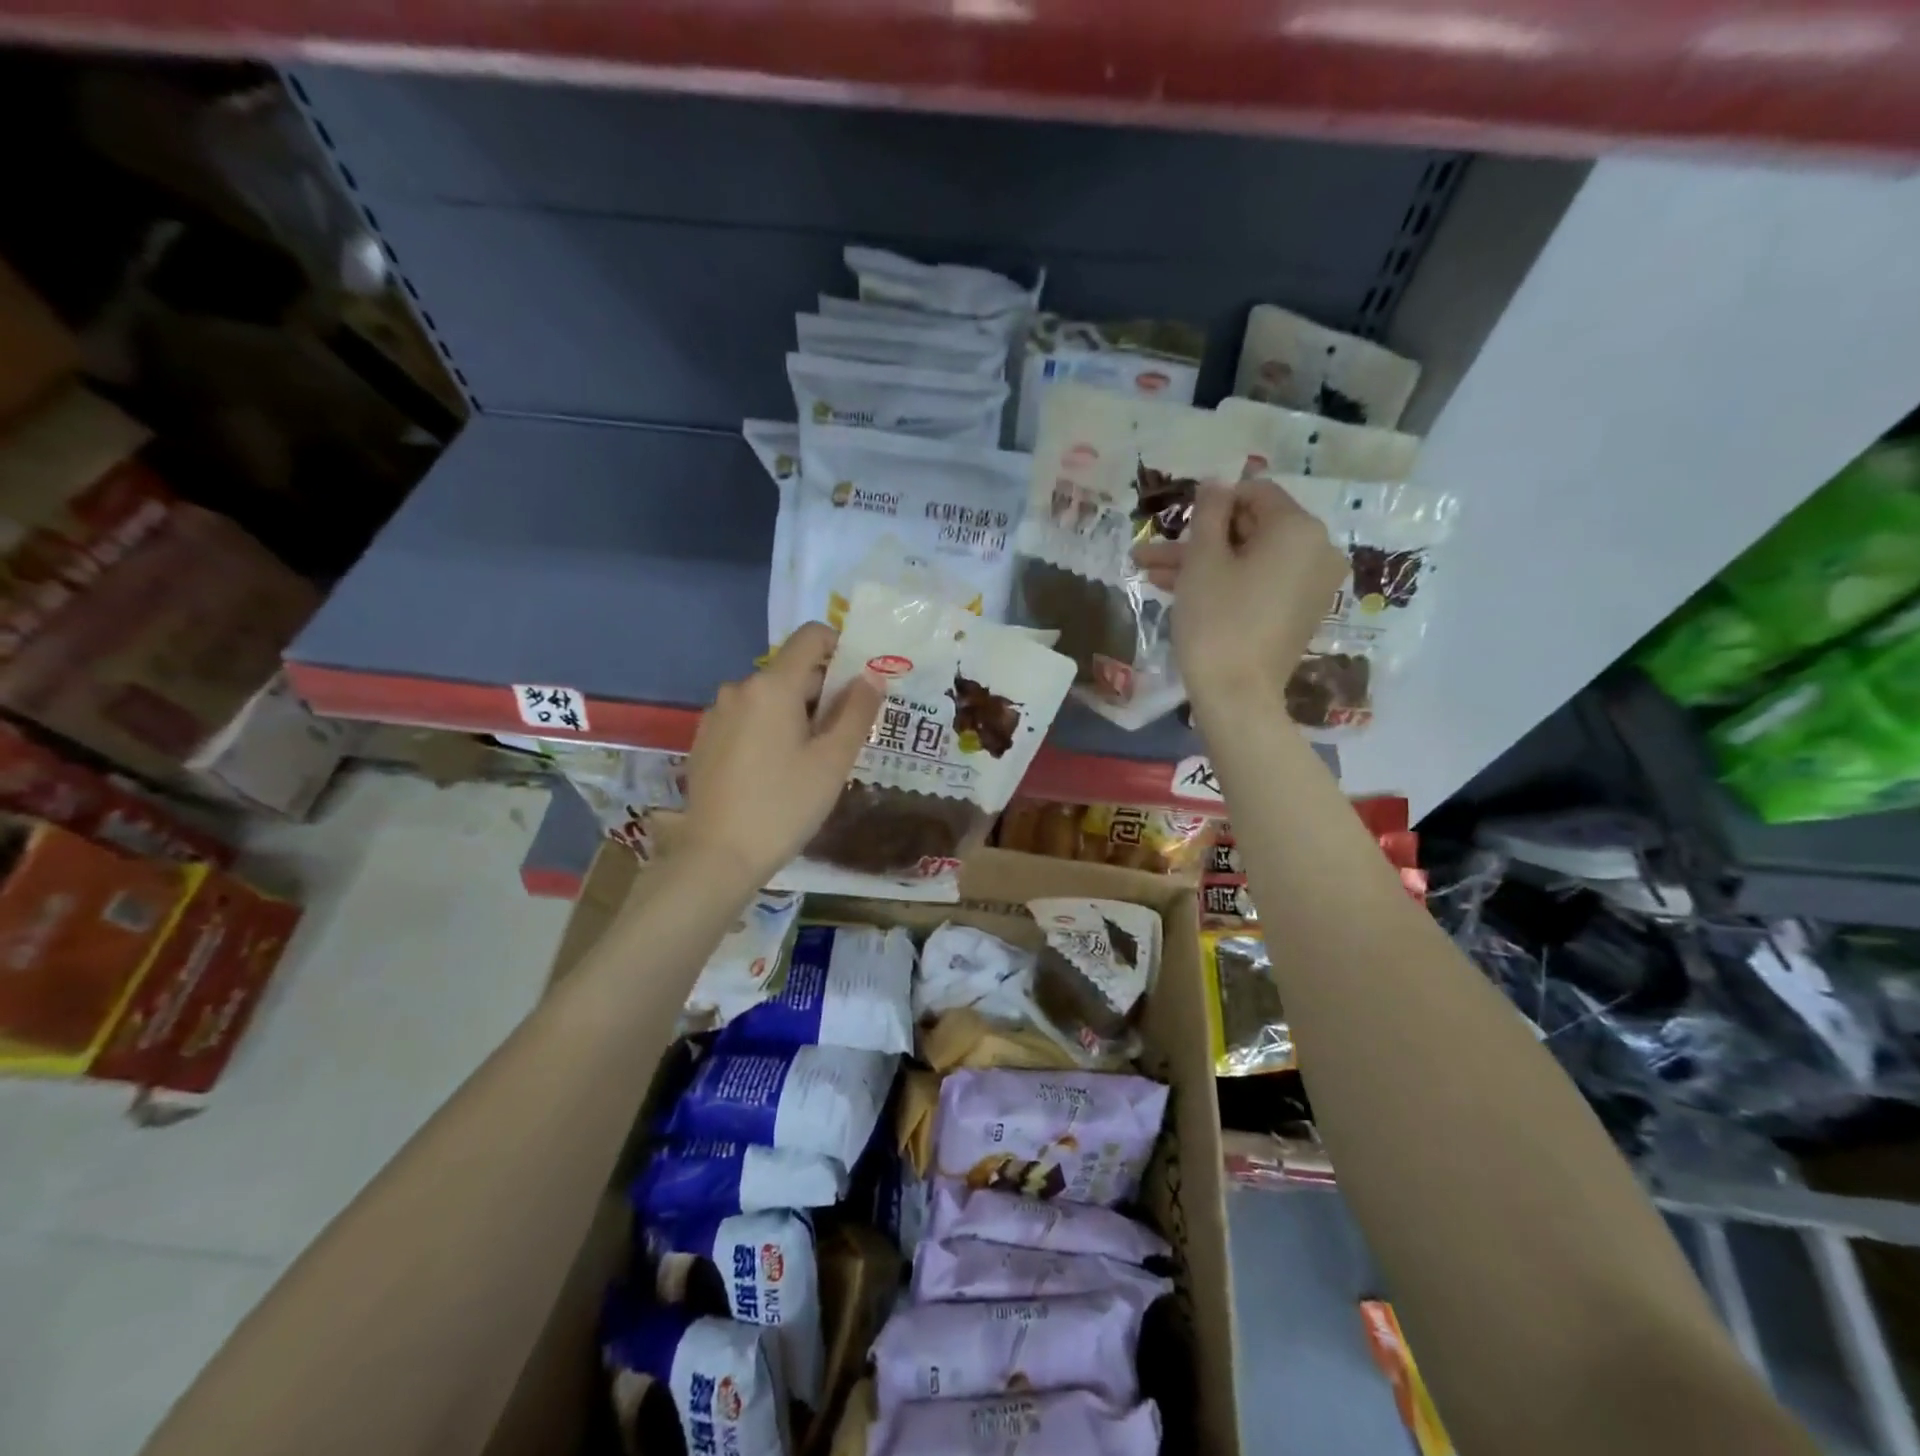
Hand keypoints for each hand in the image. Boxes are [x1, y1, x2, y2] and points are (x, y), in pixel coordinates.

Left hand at [680, 622, 883, 886]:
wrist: (717, 856)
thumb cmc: (784, 805)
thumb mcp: (833, 760)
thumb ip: (857, 711)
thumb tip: (871, 676)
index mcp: (772, 686)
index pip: (811, 636)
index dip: (840, 648)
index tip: (857, 685)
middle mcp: (739, 688)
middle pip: (791, 670)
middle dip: (822, 693)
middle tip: (842, 737)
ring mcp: (716, 714)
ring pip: (769, 698)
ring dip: (795, 715)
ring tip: (810, 761)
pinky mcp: (704, 739)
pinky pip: (747, 719)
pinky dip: (768, 730)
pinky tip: (775, 772)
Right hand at [1134, 478, 1346, 710]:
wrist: (1237, 696)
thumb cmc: (1216, 621)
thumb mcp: (1203, 561)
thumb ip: (1208, 513)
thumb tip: (1216, 482)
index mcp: (1299, 529)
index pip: (1255, 493)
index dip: (1211, 504)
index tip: (1176, 524)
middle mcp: (1316, 551)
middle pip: (1250, 530)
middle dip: (1197, 540)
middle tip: (1149, 553)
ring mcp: (1311, 585)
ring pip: (1248, 560)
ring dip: (1201, 564)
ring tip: (1148, 573)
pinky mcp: (1298, 613)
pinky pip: (1259, 584)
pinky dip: (1225, 584)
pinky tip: (1178, 591)